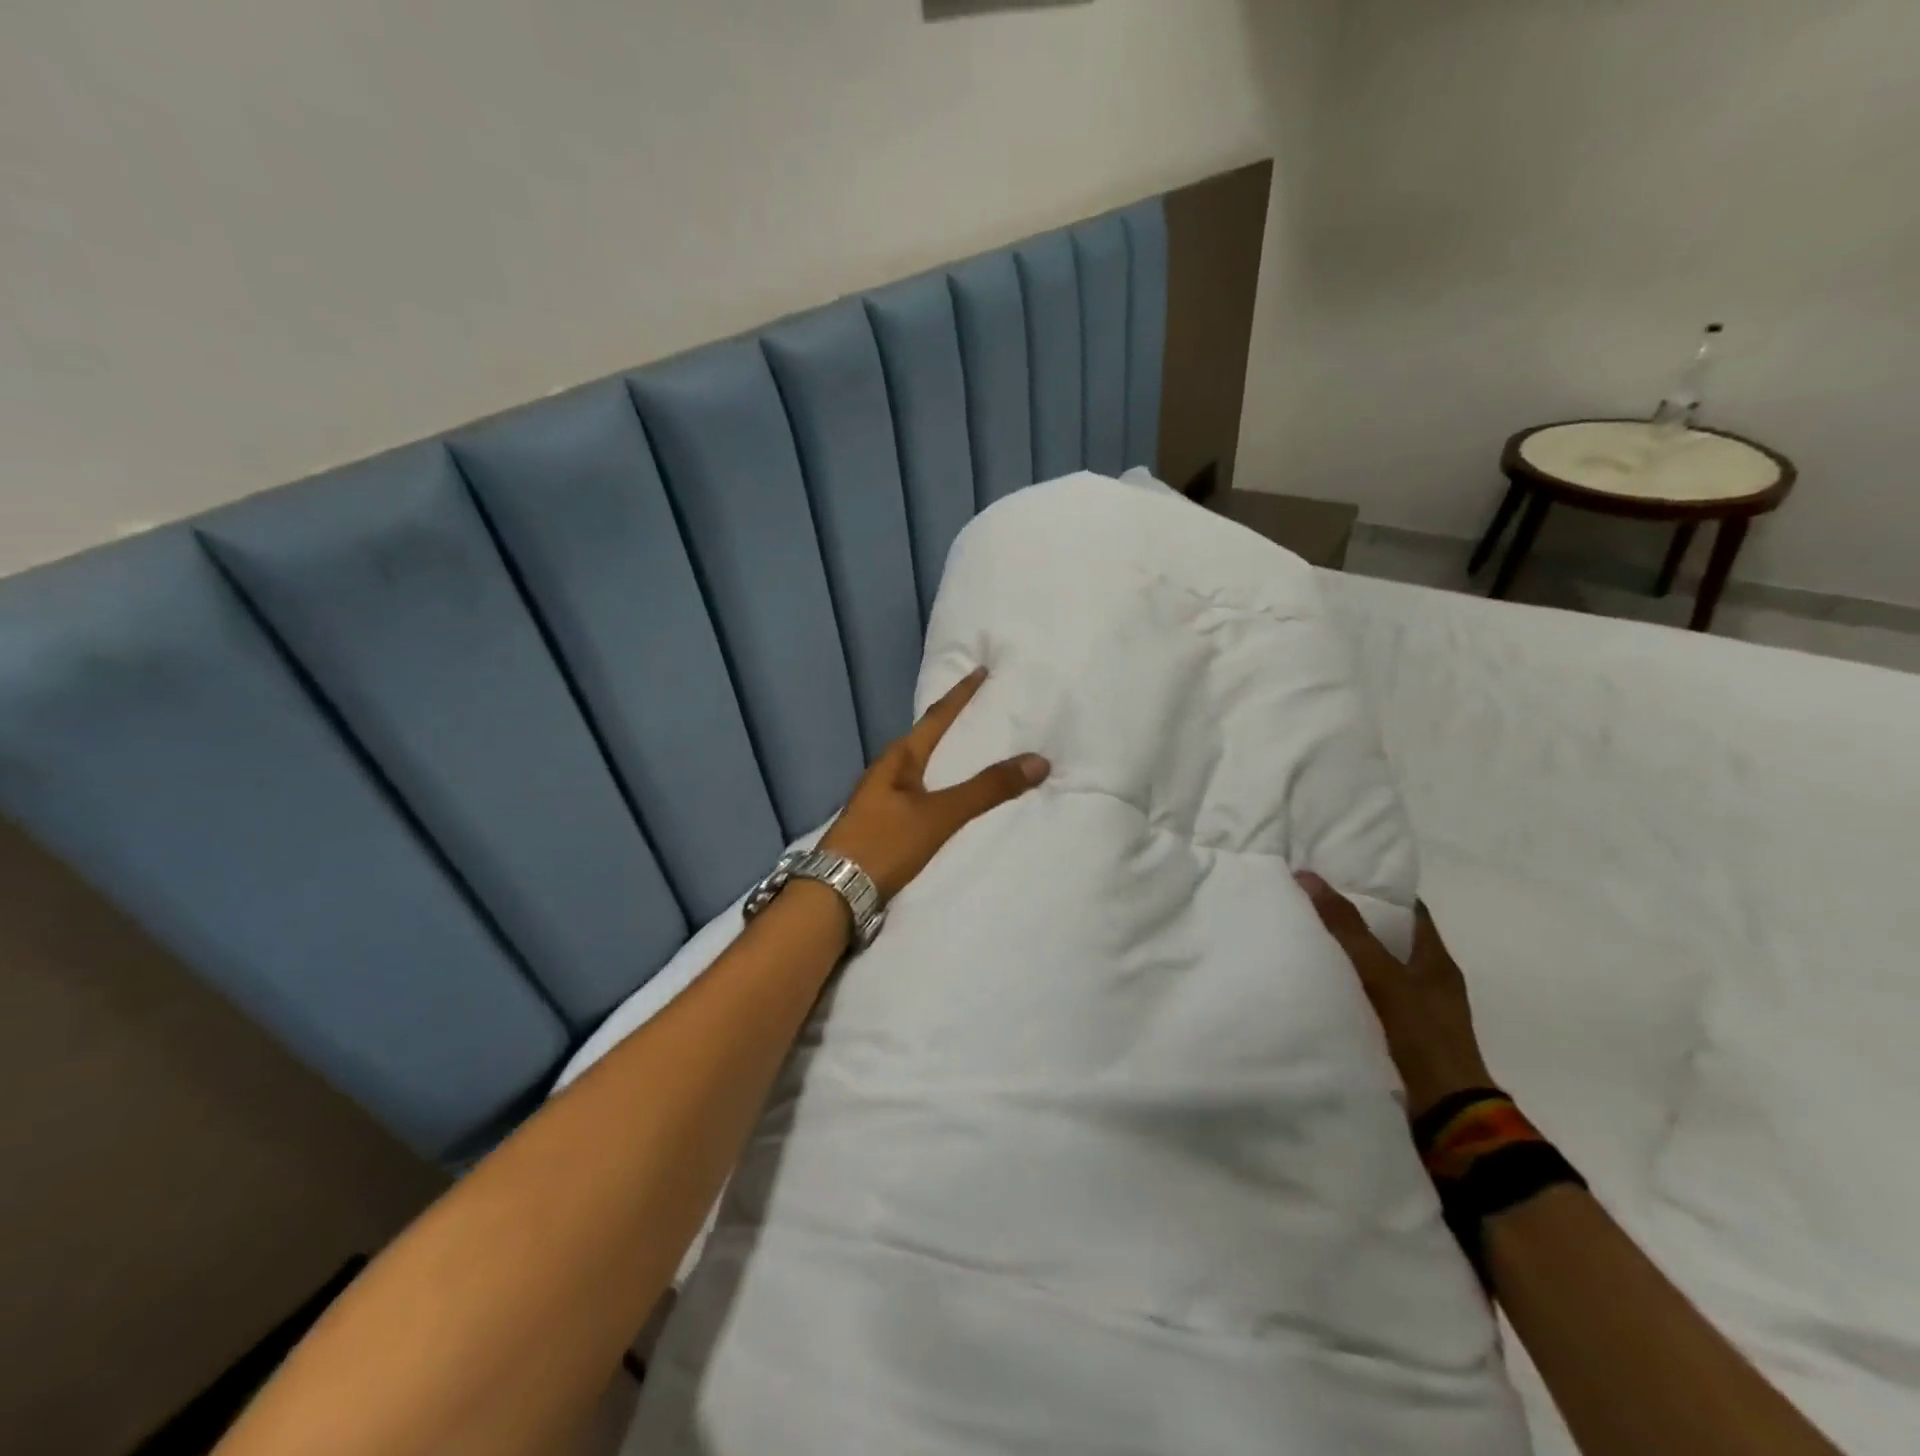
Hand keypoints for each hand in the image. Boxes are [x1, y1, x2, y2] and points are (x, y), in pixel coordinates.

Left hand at [821, 667, 1049, 901]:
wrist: (835, 894)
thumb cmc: (884, 844)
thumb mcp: (938, 815)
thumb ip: (986, 790)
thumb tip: (1039, 760)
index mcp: (898, 759)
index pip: (936, 718)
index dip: (960, 695)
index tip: (980, 671)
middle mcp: (888, 772)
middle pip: (926, 739)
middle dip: (953, 724)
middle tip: (983, 709)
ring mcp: (883, 799)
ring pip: (922, 767)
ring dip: (946, 756)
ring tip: (974, 750)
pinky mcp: (884, 824)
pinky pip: (920, 792)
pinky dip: (941, 785)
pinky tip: (951, 798)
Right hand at [1295, 872, 1493, 1116]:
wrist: (1446, 1117)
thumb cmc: (1420, 1035)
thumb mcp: (1381, 975)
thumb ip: (1347, 928)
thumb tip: (1308, 876)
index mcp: (1436, 960)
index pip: (1409, 909)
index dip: (1378, 889)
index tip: (1340, 874)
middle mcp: (1430, 981)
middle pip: (1390, 938)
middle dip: (1355, 920)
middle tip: (1310, 903)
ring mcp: (1417, 1012)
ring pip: (1378, 969)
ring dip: (1348, 956)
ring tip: (1304, 938)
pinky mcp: (1401, 1038)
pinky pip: (1370, 998)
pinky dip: (1347, 987)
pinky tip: (1317, 984)